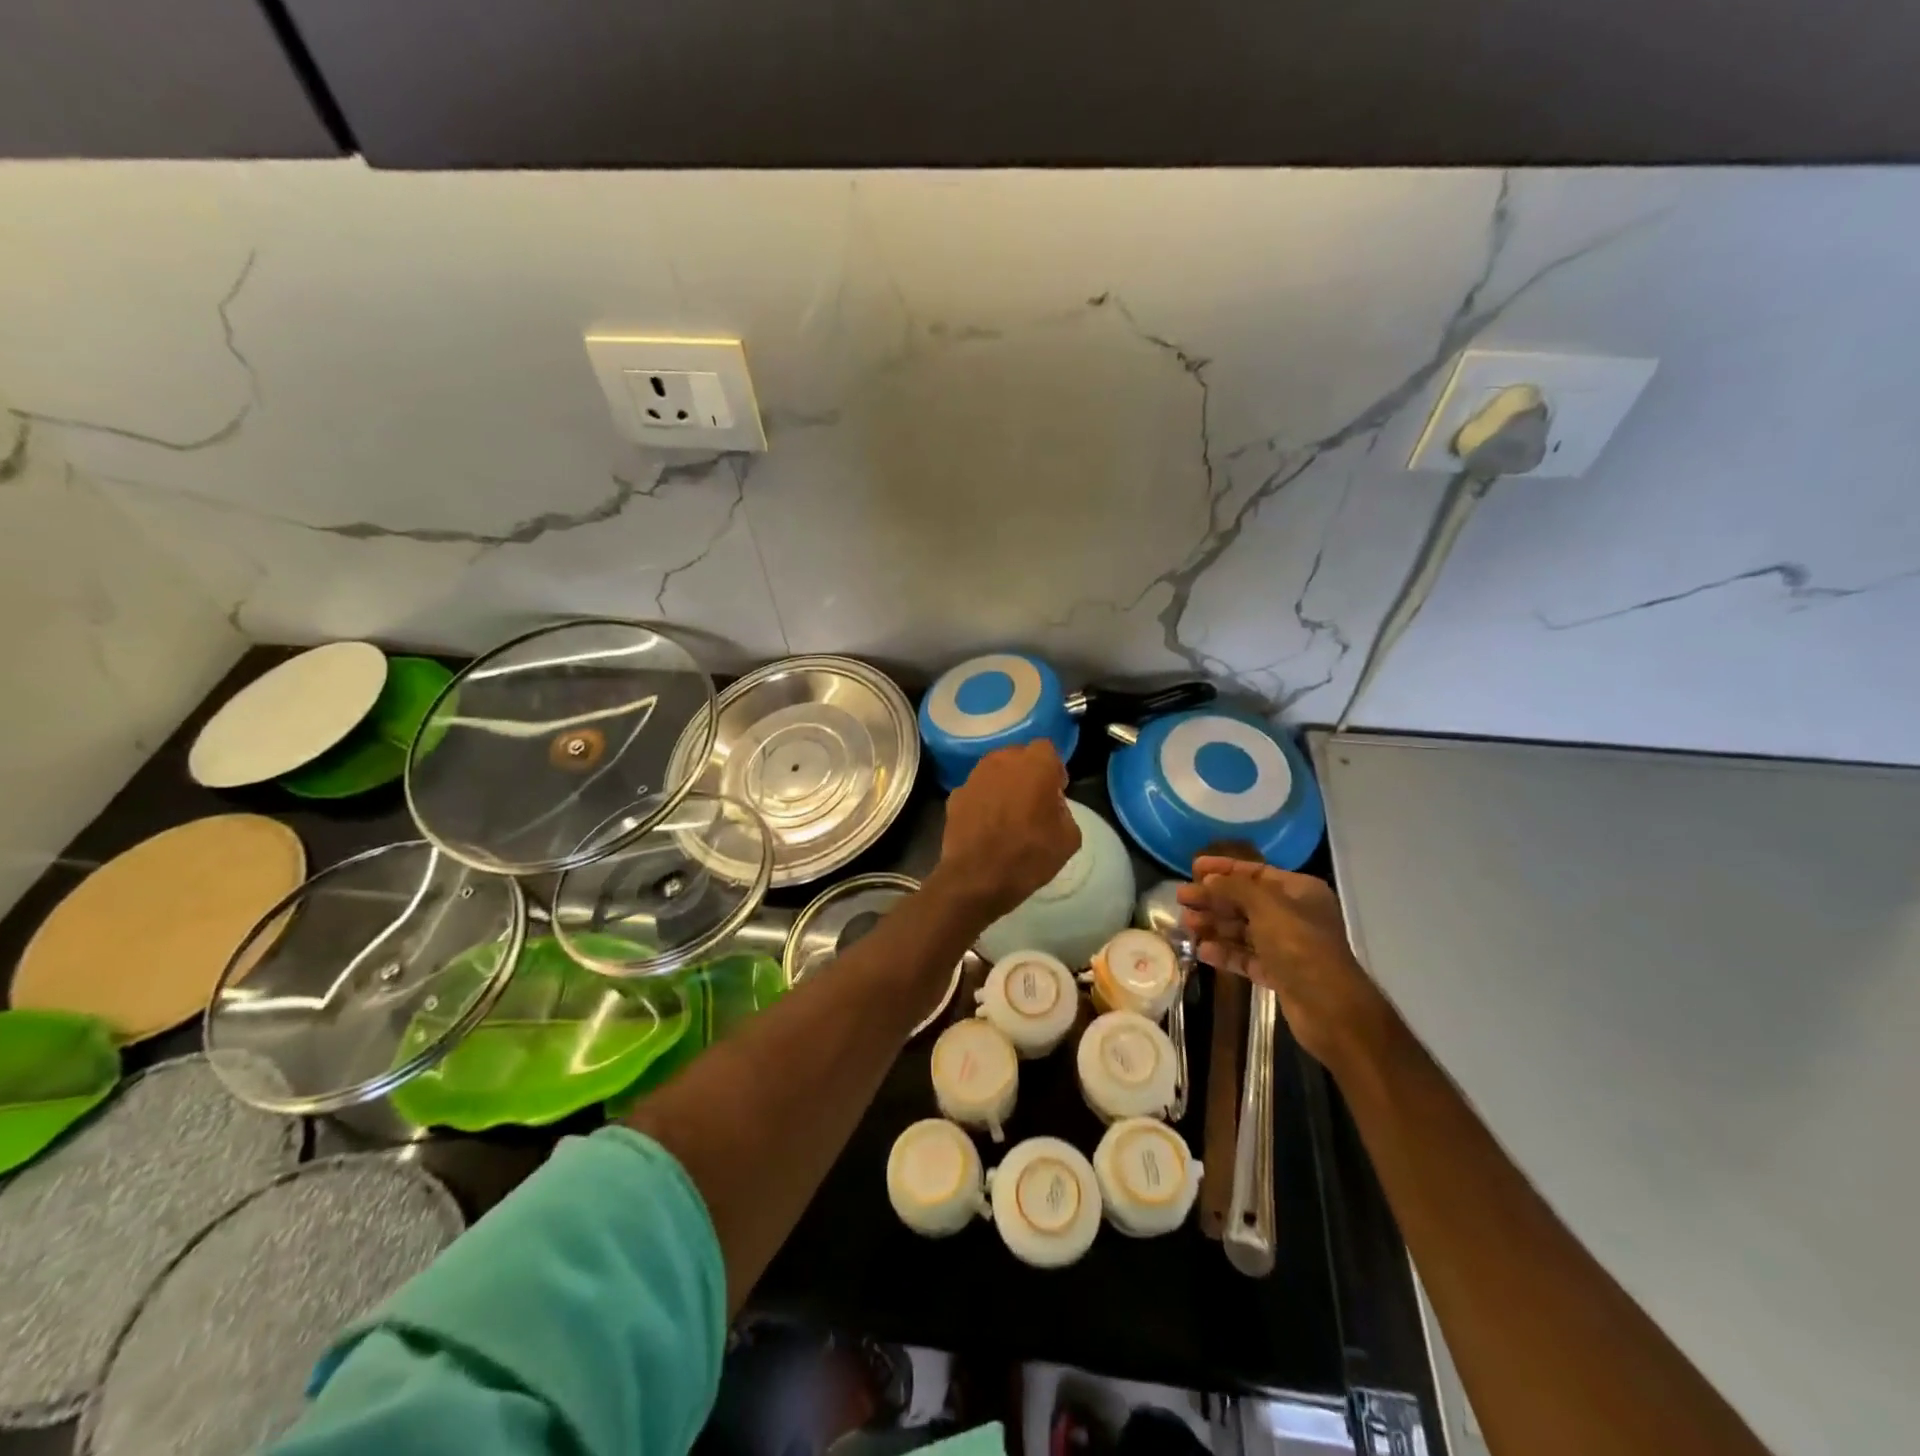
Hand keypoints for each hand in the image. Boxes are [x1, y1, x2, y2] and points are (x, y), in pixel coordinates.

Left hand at [932, 742, 1079, 920]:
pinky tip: (986, 825)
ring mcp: (974, 777)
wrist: (977, 878)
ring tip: (1008, 812)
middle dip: (1027, 773)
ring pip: (994, 770)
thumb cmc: (1029, 856)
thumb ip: (1064, 810)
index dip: (1053, 769)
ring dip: (1003, 784)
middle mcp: (1001, 761)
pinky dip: (983, 801)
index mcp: (1034, 765)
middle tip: (1033, 801)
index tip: (1055, 792)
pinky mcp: (955, 795)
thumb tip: (1052, 805)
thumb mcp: (1069, 838)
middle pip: (1018, 756)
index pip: (1047, 749)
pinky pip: (976, 790)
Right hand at [1176, 857, 1387, 1066]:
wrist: (1330, 1008)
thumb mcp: (1266, 906)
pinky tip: (1202, 950)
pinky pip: (1246, 957)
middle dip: (1213, 899)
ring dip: (1214, 925)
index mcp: (1299, 891)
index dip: (1224, 868)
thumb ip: (1234, 888)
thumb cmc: (1300, 946)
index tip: (1193, 867)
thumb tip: (1209, 880)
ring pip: (1243, 930)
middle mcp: (1294, 915)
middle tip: (1181, 899)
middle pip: (1245, 901)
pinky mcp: (1279, 974)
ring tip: (1186, 925)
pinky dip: (1225, 953)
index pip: (1256, 872)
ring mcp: (1287, 946)